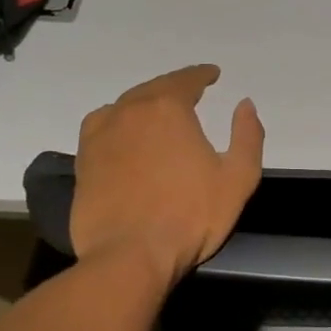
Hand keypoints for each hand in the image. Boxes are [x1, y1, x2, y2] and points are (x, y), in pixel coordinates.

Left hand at [69, 64, 264, 286]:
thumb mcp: (238, 178)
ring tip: (157, 110)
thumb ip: (247, 136)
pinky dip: (117, 120)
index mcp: (168, 109)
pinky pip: (101, 126)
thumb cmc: (190, 216)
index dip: (201, 75)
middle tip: (189, 91)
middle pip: (154, 88)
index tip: (212, 75)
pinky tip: (123, 132)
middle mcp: (131, 111)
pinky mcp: (83, 160)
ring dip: (144, 102)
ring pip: (126, 105)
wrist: (130, 256)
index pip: (186, 79)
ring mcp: (101, 134)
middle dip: (174, 87)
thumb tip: (244, 105)